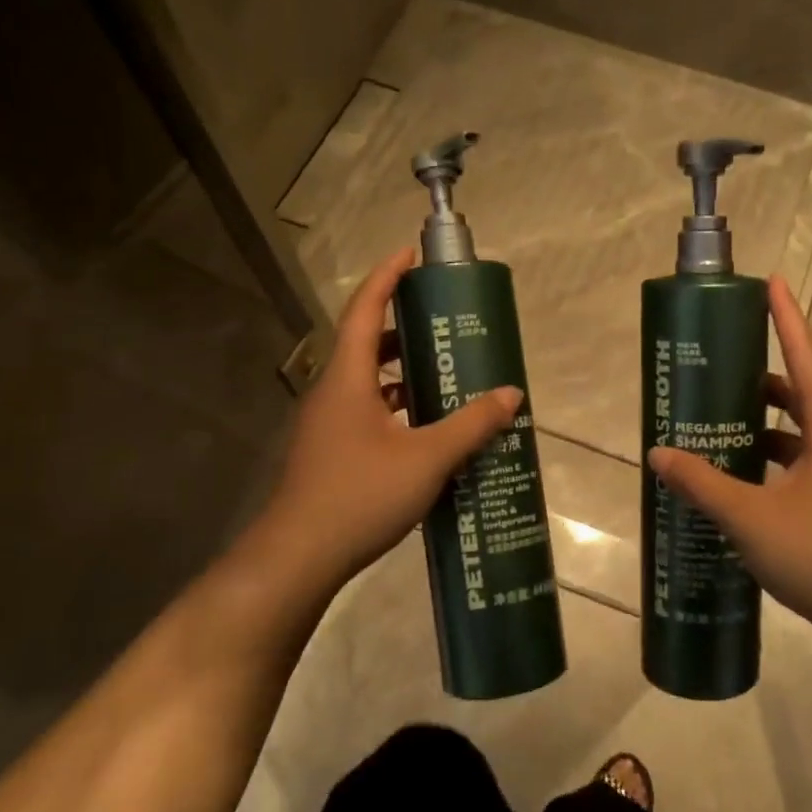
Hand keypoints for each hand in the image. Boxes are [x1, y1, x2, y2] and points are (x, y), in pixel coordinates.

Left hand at [243, 246, 521, 601]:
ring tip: (445, 373)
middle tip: (444, 323)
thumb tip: (511, 394)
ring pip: (367, 381)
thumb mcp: (427, 457)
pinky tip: (428, 428)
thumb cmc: (361, 494)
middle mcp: (333, 392)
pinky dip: (398, 406)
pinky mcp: (331, 451)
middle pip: (366, 342)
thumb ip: (471, 424)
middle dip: (403, 326)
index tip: (411, 254)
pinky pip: (368, 411)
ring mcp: (328, 424)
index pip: (364, 309)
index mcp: (347, 378)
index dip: (387, 276)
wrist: (300, 556)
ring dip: (402, 371)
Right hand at [647, 274, 811, 654]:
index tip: (773, 282)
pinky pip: (801, 461)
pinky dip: (771, 456)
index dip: (788, 320)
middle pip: (803, 392)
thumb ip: (703, 483)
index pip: (806, 360)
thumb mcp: (750, 518)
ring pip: (801, 431)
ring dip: (765, 420)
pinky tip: (741, 473)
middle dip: (765, 374)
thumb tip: (659, 453)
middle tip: (723, 364)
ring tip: (721, 416)